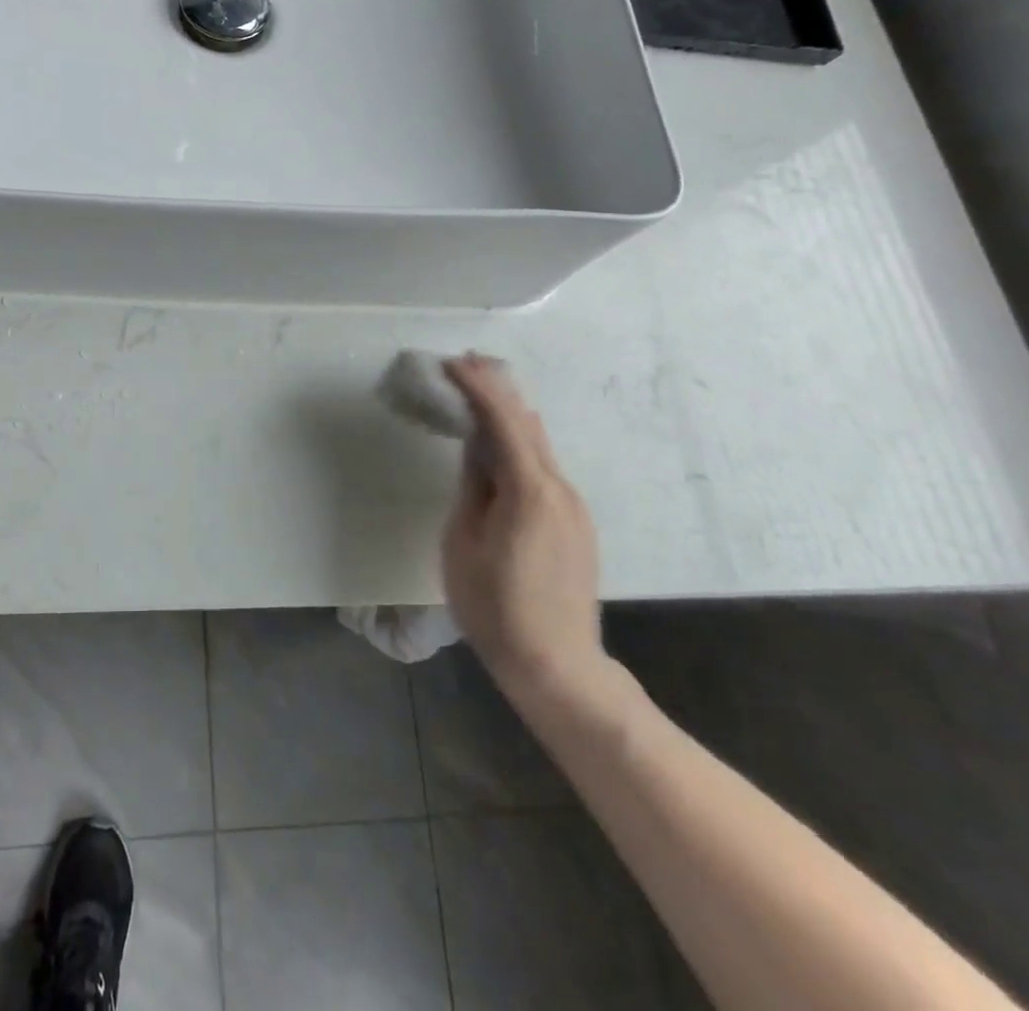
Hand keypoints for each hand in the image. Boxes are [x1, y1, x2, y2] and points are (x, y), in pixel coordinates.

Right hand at [441, 354, 608, 706]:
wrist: (556, 665)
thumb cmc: (495, 607)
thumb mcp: (463, 542)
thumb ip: (472, 487)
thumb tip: (475, 447)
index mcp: (530, 492)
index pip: (503, 423)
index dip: (478, 388)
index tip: (452, 363)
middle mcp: (560, 489)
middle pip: (528, 426)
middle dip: (498, 390)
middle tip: (467, 362)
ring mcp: (573, 507)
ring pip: (539, 445)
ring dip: (510, 414)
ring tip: (481, 390)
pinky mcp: (575, 523)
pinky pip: (544, 467)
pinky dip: (520, 442)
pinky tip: (503, 440)